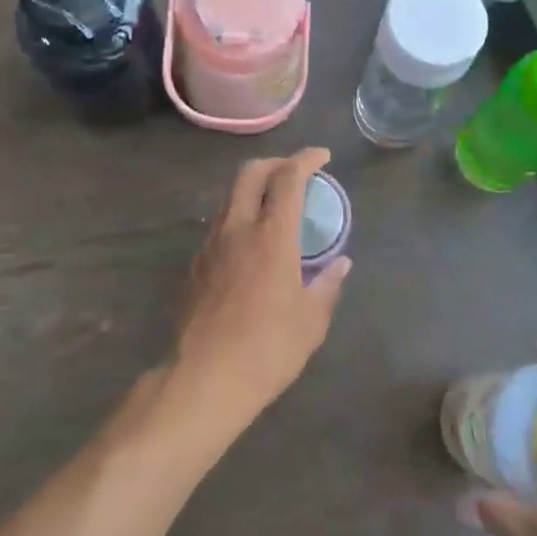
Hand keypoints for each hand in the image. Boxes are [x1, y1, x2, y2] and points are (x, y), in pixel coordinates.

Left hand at [166, 149, 349, 441]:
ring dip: (253, 189)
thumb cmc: (268, 349)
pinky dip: (238, 218)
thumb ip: (327, 285)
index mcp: (271, 236)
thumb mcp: (311, 321)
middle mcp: (237, 229)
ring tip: (273, 207)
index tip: (322, 156)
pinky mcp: (195, 266)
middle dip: (274, 163)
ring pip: (229, 197)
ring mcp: (211, 245)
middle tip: (295, 173)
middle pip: (249, 173)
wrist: (205, 379)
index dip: (306, 159)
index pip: (288, 178)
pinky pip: (219, 226)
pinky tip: (250, 245)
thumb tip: (341, 264)